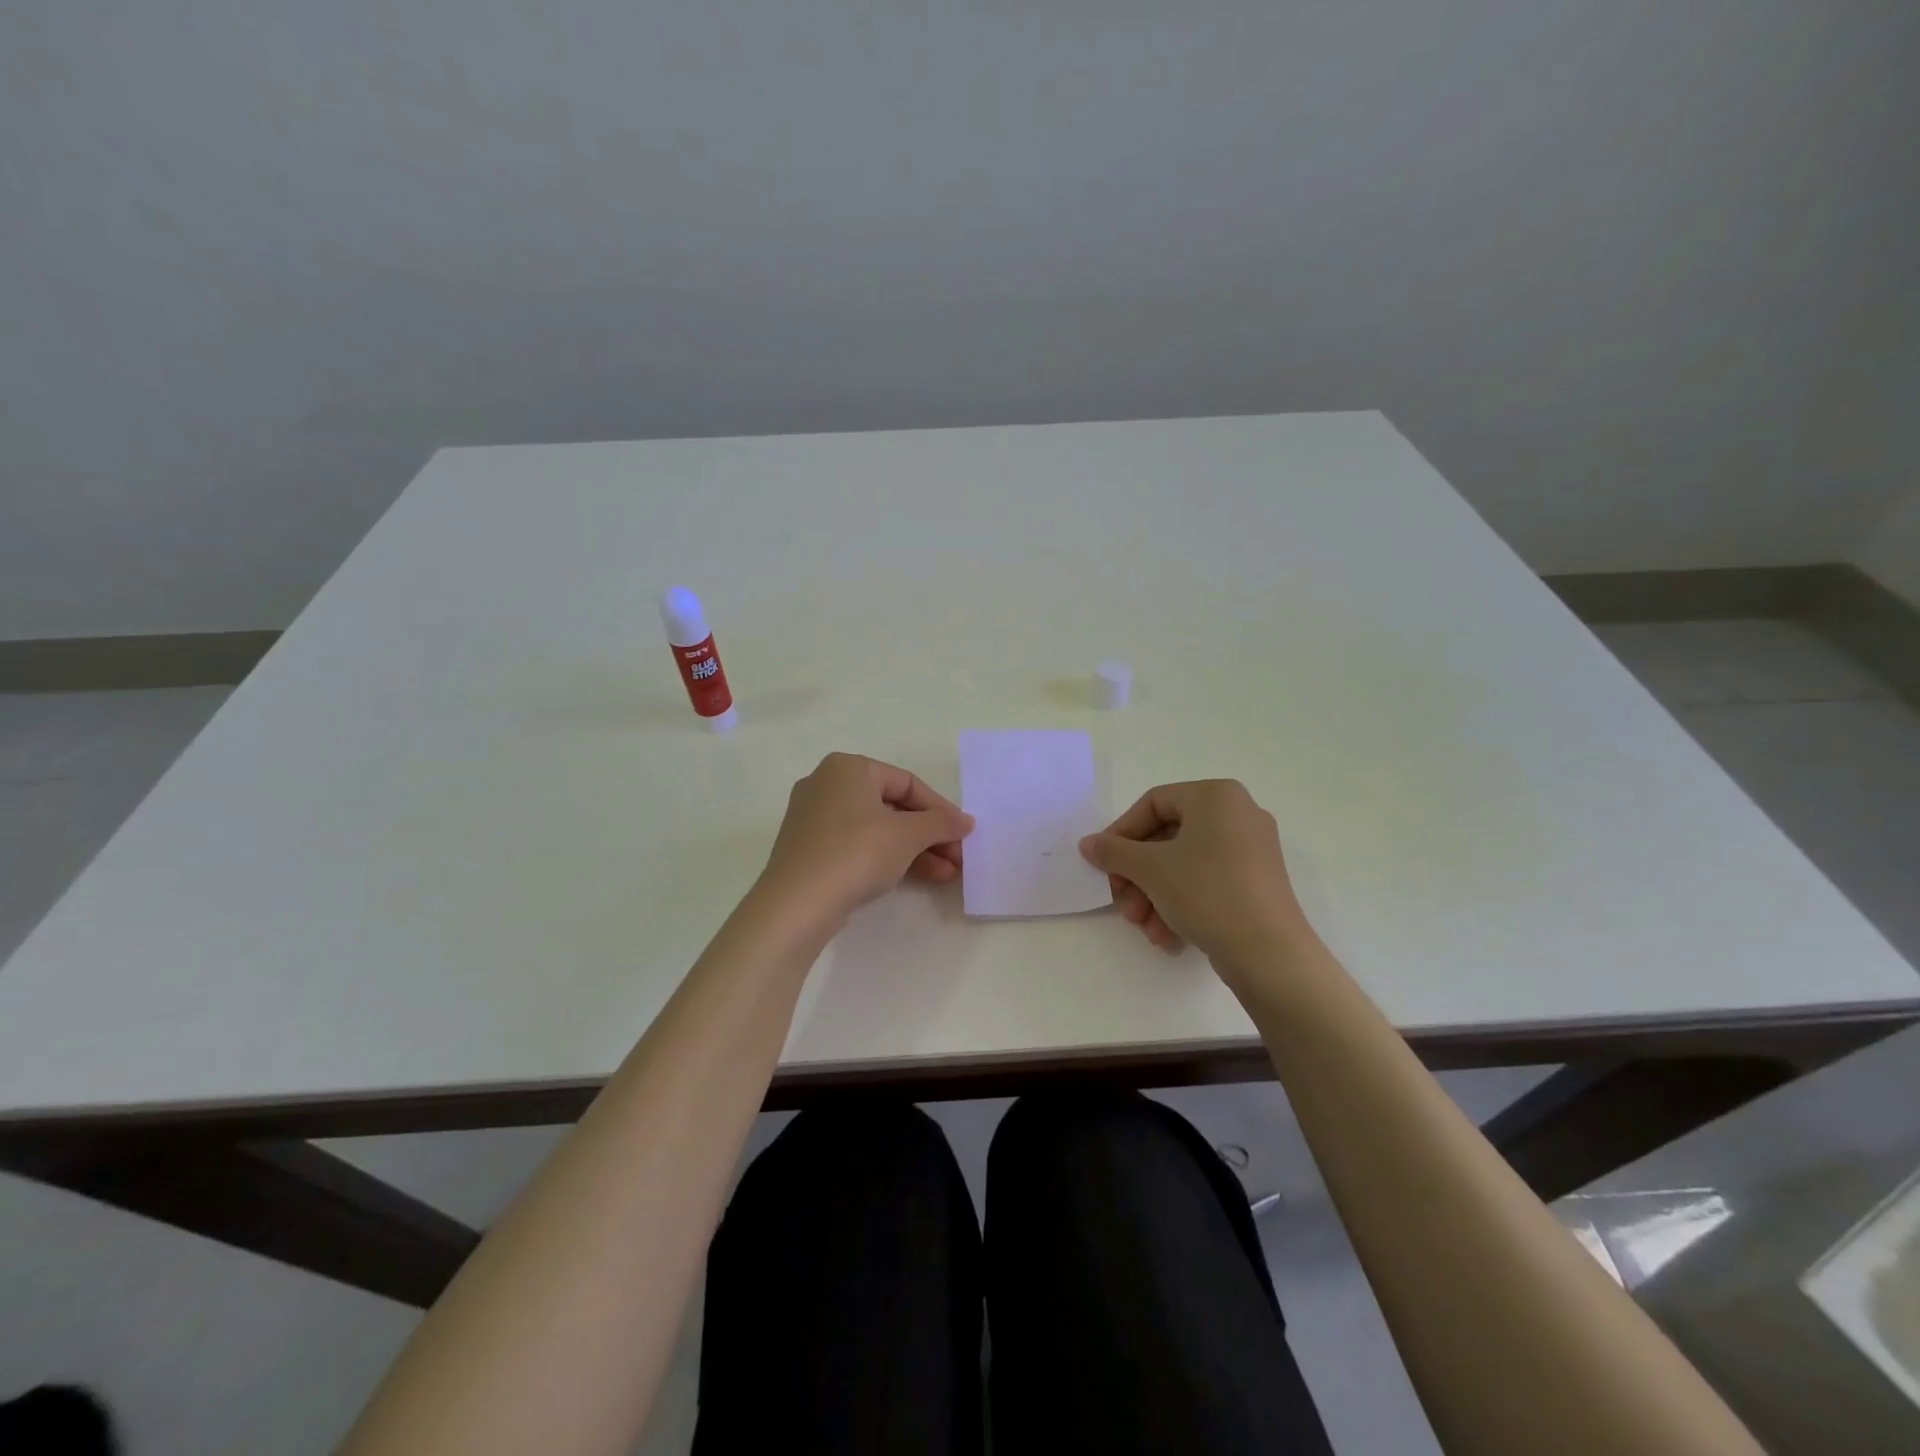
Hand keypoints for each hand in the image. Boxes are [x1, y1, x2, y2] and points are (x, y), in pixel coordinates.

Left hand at [759, 753, 973, 924]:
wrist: (796, 905)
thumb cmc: (856, 853)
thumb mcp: (907, 836)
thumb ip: (941, 824)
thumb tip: (966, 821)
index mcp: (848, 768)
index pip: (907, 783)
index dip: (940, 809)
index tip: (963, 833)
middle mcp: (827, 785)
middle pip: (892, 806)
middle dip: (929, 834)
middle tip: (957, 858)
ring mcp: (814, 819)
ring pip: (877, 829)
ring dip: (914, 850)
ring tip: (947, 874)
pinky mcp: (810, 850)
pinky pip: (858, 845)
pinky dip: (887, 858)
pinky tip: (917, 877)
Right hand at [1078, 780, 1310, 967]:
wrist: (1270, 954)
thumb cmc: (1207, 892)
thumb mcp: (1150, 869)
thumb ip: (1113, 852)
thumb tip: (1088, 844)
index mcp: (1216, 796)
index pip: (1153, 804)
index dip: (1121, 834)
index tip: (1104, 865)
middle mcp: (1238, 814)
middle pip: (1166, 838)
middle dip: (1138, 876)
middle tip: (1123, 905)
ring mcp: (1251, 850)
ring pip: (1183, 865)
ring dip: (1154, 896)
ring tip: (1145, 928)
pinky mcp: (1257, 883)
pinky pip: (1207, 883)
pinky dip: (1181, 905)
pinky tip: (1168, 936)